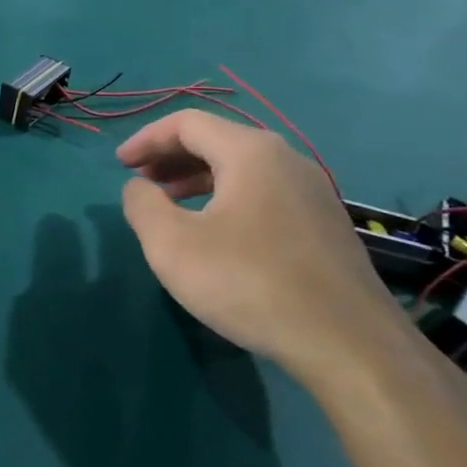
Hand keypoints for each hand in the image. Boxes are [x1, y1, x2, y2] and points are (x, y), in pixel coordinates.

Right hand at [116, 110, 411, 384]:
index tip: (119, 165)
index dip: (146, 139)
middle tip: (141, 182)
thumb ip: (143, 205)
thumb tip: (139, 188)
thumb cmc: (248, 282)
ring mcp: (313, 192)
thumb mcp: (172, 244)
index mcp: (250, 153)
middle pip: (217, 140)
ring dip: (198, 178)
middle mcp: (286, 160)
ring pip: (243, 168)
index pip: (187, 123)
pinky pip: (264, 192)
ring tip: (170, 206)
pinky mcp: (325, 224)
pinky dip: (227, 197)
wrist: (347, 344)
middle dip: (171, 157)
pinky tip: (215, 233)